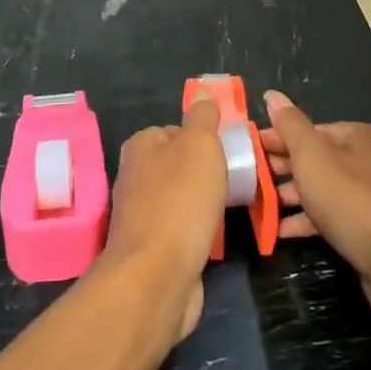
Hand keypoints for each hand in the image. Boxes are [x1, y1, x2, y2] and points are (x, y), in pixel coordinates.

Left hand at [102, 96, 227, 341]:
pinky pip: (181, 229)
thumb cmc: (181, 200)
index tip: (228, 152)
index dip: (204, 139)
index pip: (176, 130)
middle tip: (235, 180)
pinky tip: (213, 237)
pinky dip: (198, 231)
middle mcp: (135, 176)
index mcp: (140, 146)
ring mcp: (140, 214)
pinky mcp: (151, 248)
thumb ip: (203, 117)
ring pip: (181, 198)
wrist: (157, 275)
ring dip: (204, 204)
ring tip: (229, 209)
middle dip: (207, 173)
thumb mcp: (200, 145)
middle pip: (180, 165)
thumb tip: (202, 94)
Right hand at [262, 90, 370, 318]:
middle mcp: (361, 160)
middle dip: (278, 169)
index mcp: (351, 136)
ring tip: (256, 206)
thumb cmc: (351, 201)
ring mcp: (365, 195)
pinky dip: (304, 221)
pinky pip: (327, 217)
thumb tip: (272, 95)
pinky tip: (279, 231)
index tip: (243, 152)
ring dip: (288, 196)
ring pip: (317, 188)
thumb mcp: (313, 157)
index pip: (303, 130)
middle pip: (311, 158)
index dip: (273, 139)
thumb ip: (290, 126)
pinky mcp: (365, 227)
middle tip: (245, 180)